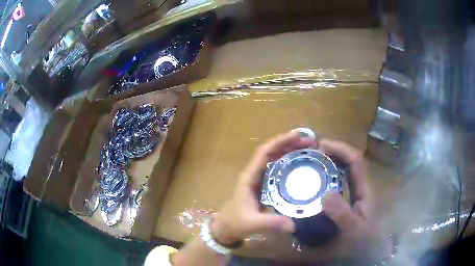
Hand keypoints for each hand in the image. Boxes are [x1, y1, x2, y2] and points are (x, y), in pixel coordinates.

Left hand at [211, 132, 316, 244]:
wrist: (226, 227)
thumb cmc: (235, 223)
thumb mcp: (252, 224)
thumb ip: (271, 223)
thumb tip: (295, 224)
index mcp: (249, 177)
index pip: (264, 152)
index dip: (280, 141)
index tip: (298, 136)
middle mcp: (254, 173)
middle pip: (271, 151)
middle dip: (289, 143)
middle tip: (310, 142)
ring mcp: (258, 178)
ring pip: (274, 158)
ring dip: (289, 150)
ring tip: (307, 148)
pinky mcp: (262, 185)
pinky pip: (276, 168)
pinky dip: (287, 162)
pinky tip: (299, 164)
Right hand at [320, 140, 389, 258]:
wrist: (370, 250)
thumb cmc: (363, 241)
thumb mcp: (353, 229)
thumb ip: (342, 214)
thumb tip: (325, 195)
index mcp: (364, 189)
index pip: (355, 161)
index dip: (341, 149)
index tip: (322, 146)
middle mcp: (360, 186)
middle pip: (350, 160)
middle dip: (334, 151)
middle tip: (314, 151)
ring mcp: (355, 193)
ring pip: (345, 170)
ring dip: (332, 160)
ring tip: (314, 160)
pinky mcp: (349, 200)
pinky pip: (339, 181)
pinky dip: (329, 174)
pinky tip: (318, 180)